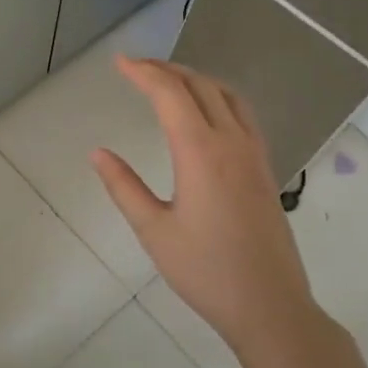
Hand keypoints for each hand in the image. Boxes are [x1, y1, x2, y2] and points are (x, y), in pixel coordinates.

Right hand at [91, 57, 366, 367]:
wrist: (270, 305)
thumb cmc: (205, 271)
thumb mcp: (154, 231)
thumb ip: (124, 187)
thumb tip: (98, 153)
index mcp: (201, 153)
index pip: (171, 94)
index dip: (143, 73)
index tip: (119, 62)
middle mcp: (232, 143)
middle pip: (201, 86)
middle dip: (167, 69)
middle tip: (136, 68)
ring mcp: (255, 154)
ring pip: (228, 95)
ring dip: (196, 79)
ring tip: (168, 81)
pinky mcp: (265, 169)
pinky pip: (243, 114)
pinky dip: (218, 97)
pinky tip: (205, 113)